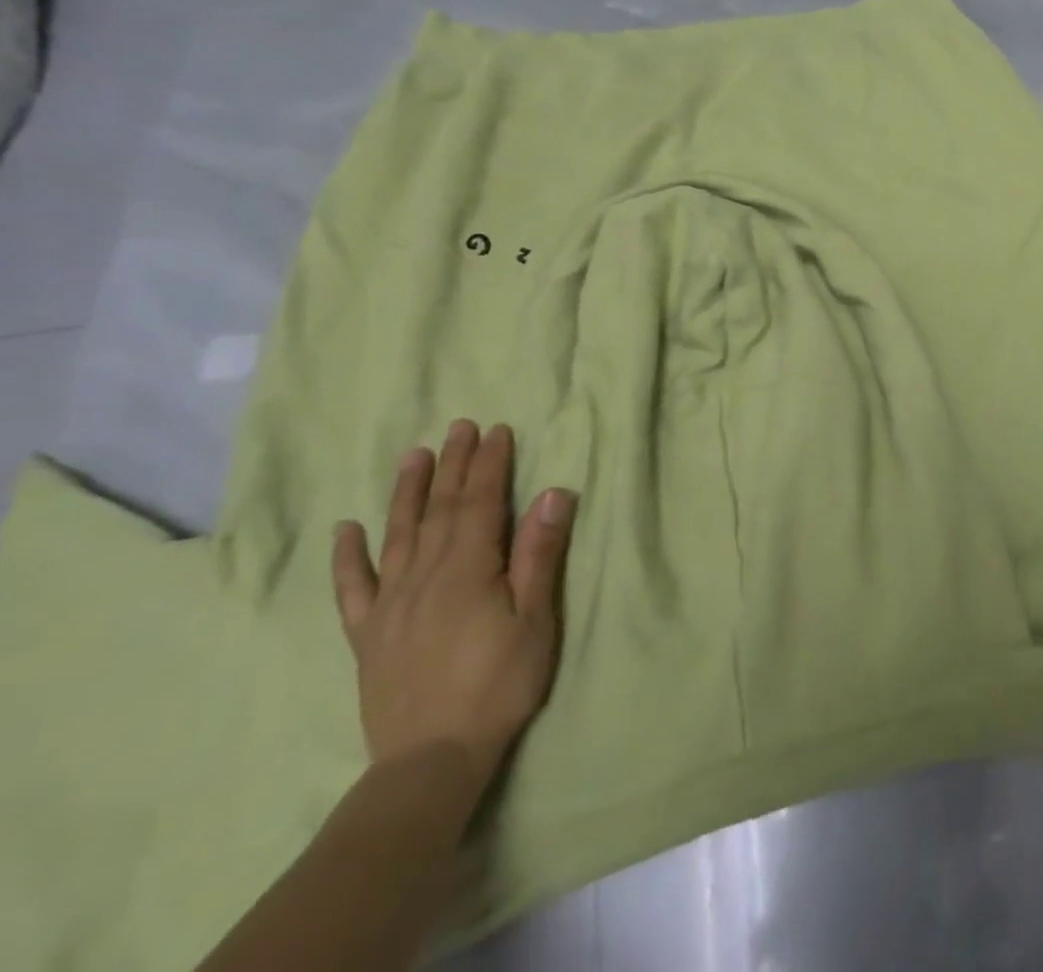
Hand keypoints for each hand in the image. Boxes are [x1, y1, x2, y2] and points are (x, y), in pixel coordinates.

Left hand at [332, 421, 577, 788]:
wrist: (431, 759)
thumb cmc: (499, 683)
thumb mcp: (536, 619)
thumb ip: (539, 555)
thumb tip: (552, 494)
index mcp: (468, 570)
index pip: (479, 503)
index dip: (489, 464)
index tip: (497, 431)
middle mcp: (423, 576)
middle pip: (439, 509)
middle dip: (452, 465)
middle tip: (460, 427)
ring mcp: (390, 605)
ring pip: (398, 535)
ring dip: (407, 492)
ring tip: (414, 456)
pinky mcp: (369, 635)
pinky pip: (353, 588)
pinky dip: (348, 556)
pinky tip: (347, 529)